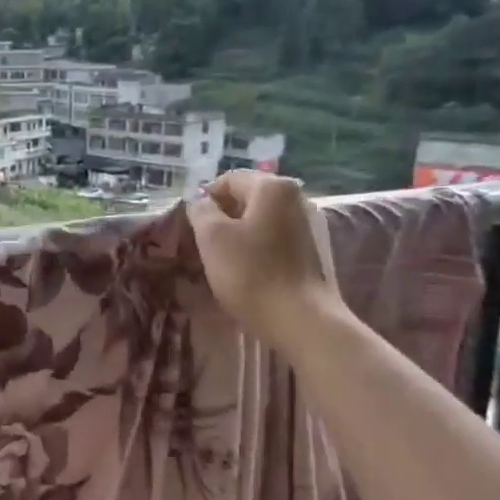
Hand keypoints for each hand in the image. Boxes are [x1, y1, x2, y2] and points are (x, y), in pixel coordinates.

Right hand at [187, 171, 343, 347]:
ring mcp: (304, 225)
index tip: (192, 226)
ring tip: (221, 260)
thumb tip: (202, 204)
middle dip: (221, 217)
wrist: (299, 319)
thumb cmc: (251, 272)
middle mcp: (294, 198)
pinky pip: (271, 238)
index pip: (227, 179)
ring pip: (257, 220)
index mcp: (272, 187)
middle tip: (203, 244)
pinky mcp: (307, 250)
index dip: (204, 200)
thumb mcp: (212, 237)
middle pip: (245, 198)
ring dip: (236, 234)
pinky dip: (253, 248)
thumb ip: (201, 211)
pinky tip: (244, 270)